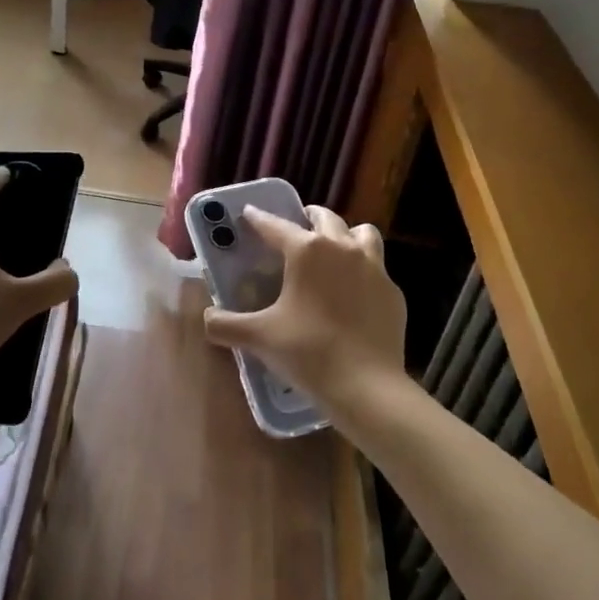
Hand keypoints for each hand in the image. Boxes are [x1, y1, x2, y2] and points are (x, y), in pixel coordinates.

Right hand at [204, 204, 408, 423]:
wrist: (366, 386)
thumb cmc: (308, 353)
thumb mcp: (259, 338)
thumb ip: (225, 325)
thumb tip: (206, 318)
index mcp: (307, 250)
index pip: (276, 225)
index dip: (258, 218)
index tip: (249, 213)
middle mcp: (342, 248)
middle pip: (325, 218)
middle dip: (307, 217)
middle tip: (296, 228)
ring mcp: (374, 267)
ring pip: (361, 233)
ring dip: (345, 235)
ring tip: (333, 249)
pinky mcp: (392, 291)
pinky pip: (377, 267)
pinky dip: (363, 269)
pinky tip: (354, 290)